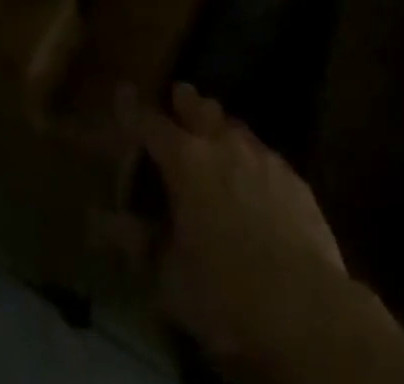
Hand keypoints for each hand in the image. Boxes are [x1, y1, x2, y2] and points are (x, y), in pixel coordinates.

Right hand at [127, 82, 347, 368]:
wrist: (307, 311)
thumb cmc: (225, 293)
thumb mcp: (168, 277)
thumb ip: (132, 242)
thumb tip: (96, 220)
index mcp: (185, 160)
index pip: (149, 123)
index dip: (132, 109)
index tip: (122, 92)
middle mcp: (222, 145)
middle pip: (200, 108)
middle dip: (185, 101)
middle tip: (178, 97)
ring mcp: (264, 158)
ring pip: (236, 127)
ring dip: (221, 127)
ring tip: (216, 135)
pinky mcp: (296, 181)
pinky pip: (267, 157)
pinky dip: (253, 159)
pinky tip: (257, 177)